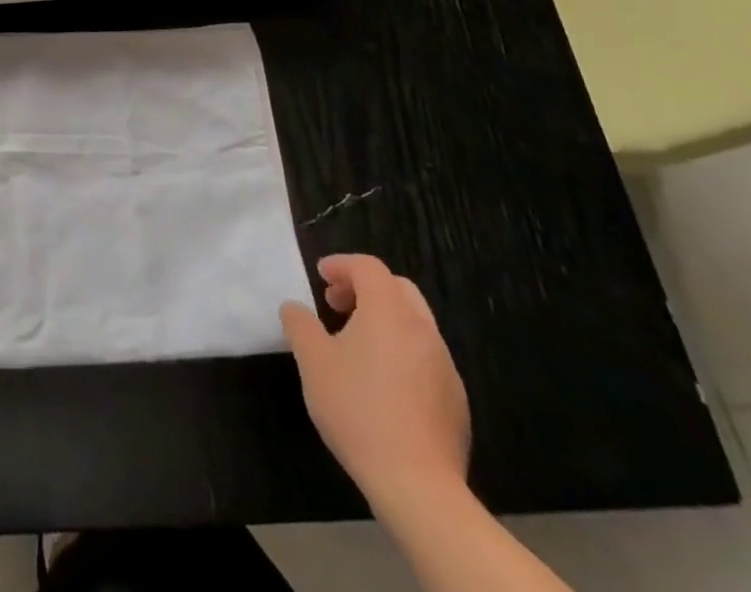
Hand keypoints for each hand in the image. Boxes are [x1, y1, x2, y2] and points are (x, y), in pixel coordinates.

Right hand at [280, 254, 469, 512]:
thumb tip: (295, 308)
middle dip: (365, 288)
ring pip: (414, 323)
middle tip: (337, 305)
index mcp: (389, 311)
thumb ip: (300, 324)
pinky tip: (381, 384)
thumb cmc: (357, 410)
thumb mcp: (312, 361)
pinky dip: (401, 351)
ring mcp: (445, 366)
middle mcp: (423, 329)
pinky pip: (426, 357)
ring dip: (384, 320)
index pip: (368, 267)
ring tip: (355, 346)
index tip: (320, 277)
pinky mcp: (455, 400)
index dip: (341, 264)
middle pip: (397, 289)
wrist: (418, 486)